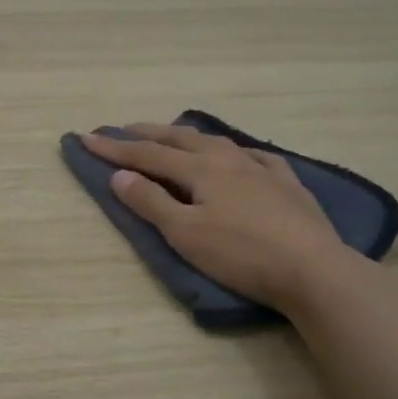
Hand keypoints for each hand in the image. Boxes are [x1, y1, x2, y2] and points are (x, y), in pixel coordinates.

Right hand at [82, 123, 371, 313]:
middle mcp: (228, 159)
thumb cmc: (241, 254)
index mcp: (200, 169)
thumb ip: (150, 202)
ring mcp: (261, 168)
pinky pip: (254, 156)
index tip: (85, 139)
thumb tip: (119, 175)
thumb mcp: (185, 234)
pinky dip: (233, 151)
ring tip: (172, 135)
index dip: (114, 148)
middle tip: (122, 129)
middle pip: (179, 139)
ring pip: (216, 142)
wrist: (313, 269)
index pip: (146, 155)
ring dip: (186, 137)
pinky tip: (238, 155)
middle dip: (147, 134)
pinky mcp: (287, 183)